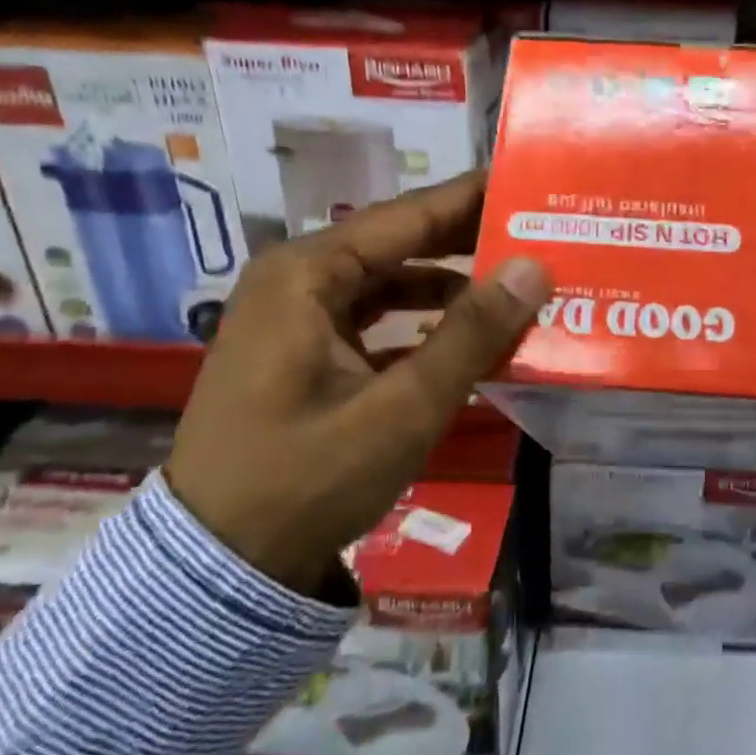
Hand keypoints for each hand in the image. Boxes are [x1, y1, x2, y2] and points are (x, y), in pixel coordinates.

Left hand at [166, 171, 551, 596]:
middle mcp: (297, 282)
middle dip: (467, 243)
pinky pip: (376, 323)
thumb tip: (534, 267)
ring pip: (390, 285)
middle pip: (398, 245)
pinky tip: (471, 341)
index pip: (407, 217)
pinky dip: (424, 327)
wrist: (219, 571)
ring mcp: (297, 321)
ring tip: (516, 289)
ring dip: (450, 289)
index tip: (526, 183)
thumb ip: (472, 334)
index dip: (470, 199)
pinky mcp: (304, 356)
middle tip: (536, 235)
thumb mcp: (402, 408)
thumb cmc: (306, 480)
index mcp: (306, 275)